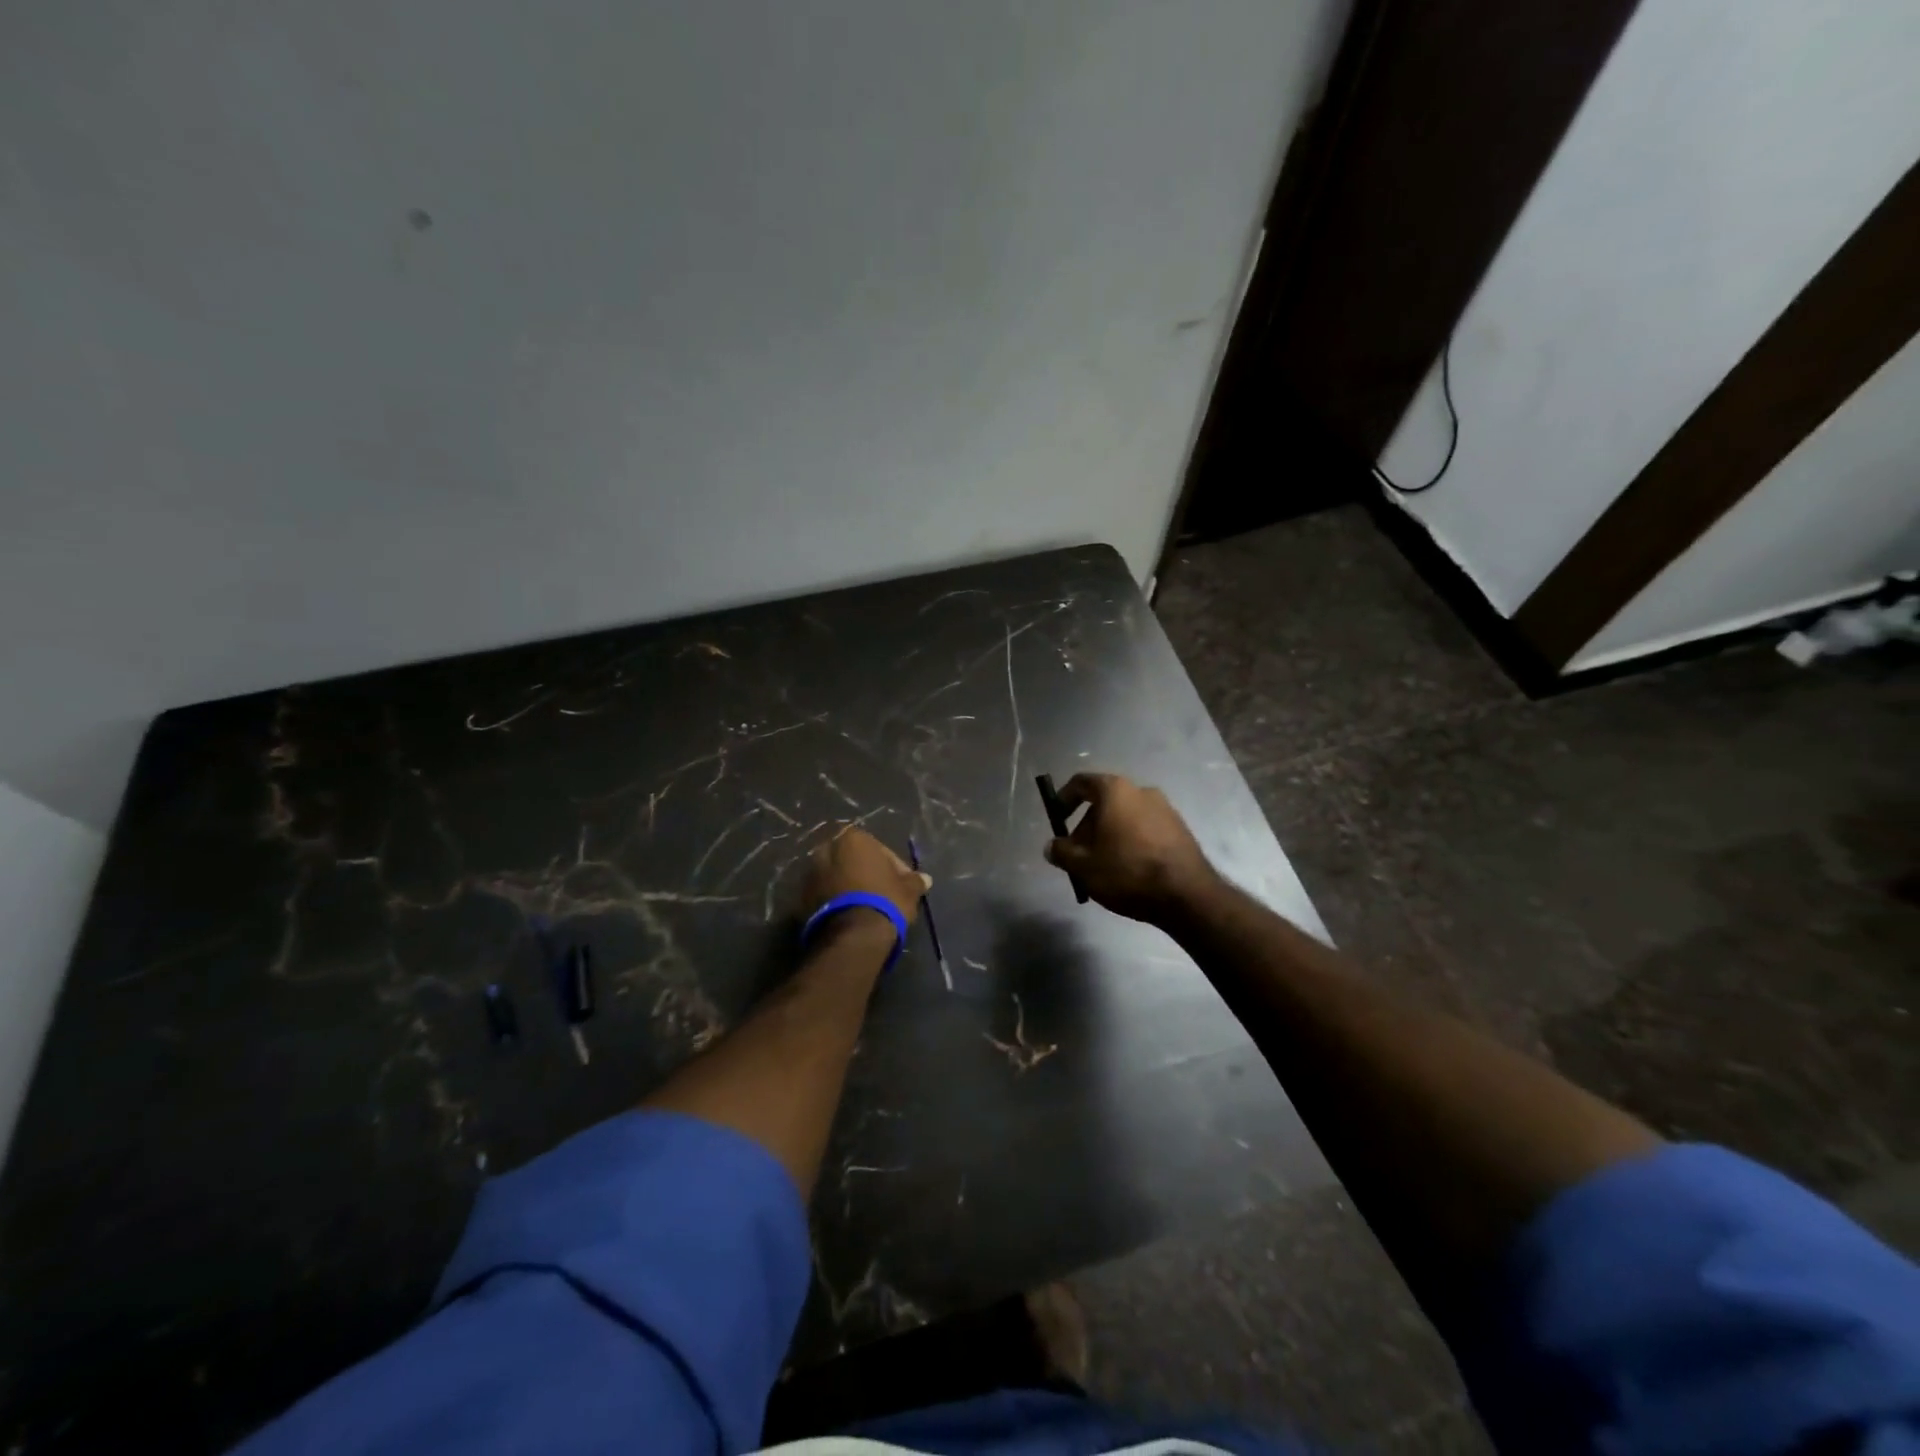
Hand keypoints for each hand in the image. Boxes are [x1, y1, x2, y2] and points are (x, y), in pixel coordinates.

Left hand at [801, 827, 929, 931]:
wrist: (853, 935)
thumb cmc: (885, 901)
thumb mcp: (908, 890)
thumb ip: (914, 880)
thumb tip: (925, 879)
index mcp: (852, 839)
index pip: (877, 848)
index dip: (891, 865)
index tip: (899, 882)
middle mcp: (826, 850)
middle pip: (851, 859)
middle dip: (863, 872)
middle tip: (879, 892)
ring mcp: (809, 874)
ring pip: (834, 877)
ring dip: (846, 887)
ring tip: (863, 907)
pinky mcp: (800, 899)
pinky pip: (822, 895)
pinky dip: (833, 902)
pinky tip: (848, 917)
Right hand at [1043, 773, 1216, 923]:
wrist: (1187, 895)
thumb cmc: (1127, 872)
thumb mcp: (1083, 866)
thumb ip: (1061, 852)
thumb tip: (1052, 846)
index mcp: (1115, 791)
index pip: (1081, 783)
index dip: (1063, 799)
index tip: (1057, 820)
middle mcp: (1141, 791)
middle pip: (1104, 802)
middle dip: (1087, 826)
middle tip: (1078, 855)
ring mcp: (1165, 809)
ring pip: (1125, 817)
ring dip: (1109, 836)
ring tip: (1102, 867)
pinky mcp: (1180, 829)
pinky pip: (1145, 829)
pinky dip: (1131, 842)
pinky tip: (1128, 870)